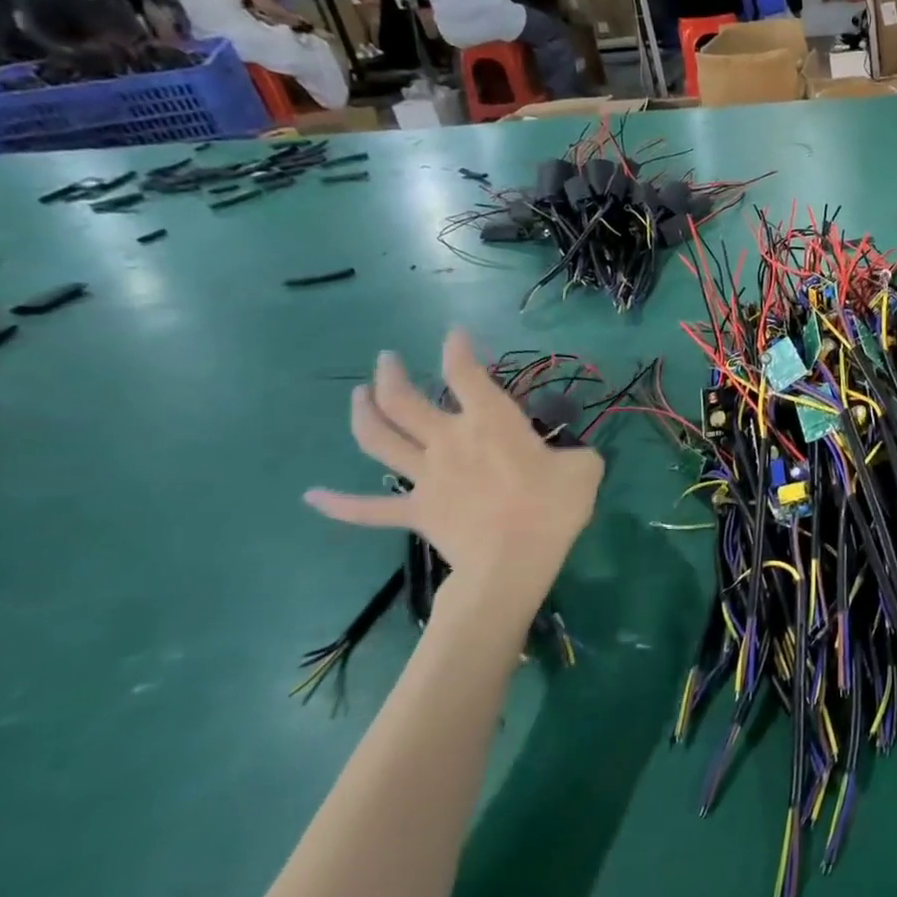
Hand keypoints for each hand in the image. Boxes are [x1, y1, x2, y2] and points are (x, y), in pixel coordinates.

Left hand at [305, 329, 603, 625]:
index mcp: (490, 422)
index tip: (455, 333)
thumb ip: (576, 451)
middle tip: (386, 358)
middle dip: (391, 373)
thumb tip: (571, 454)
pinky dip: (337, 503)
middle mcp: (449, 440)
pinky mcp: (415, 512)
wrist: (512, 563)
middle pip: (404, 399)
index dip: (458, 348)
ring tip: (358, 394)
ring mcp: (425, 477)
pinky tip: (311, 495)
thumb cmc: (551, 508)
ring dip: (363, 413)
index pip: (465, 373)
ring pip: (379, 439)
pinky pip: (367, 509)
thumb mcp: (585, 468)